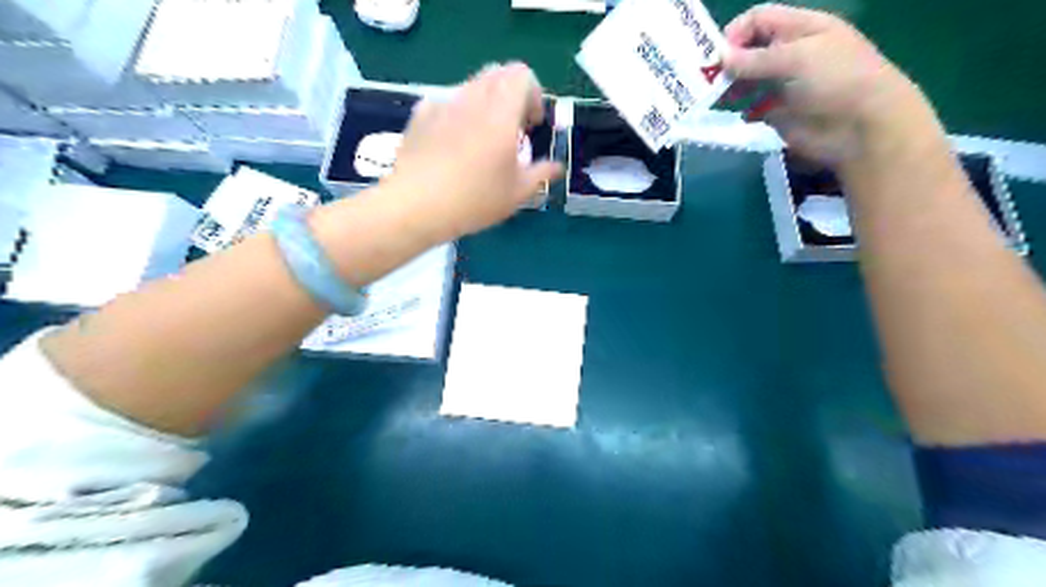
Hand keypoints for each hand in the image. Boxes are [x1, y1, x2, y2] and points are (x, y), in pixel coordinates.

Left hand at [383, 62, 563, 239]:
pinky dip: (457, 113)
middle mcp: (472, 98)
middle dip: (511, 95)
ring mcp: (443, 104)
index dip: (534, 95)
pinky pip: (446, 102)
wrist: (416, 206)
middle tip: (512, 129)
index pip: (522, 75)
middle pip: (497, 74)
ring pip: (471, 86)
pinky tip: (452, 144)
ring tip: (482, 139)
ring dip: (485, 103)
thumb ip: (541, 174)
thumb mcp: (517, 194)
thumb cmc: (474, 200)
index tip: (532, 125)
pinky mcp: (420, 115)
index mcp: (501, 112)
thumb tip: (556, 167)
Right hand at [726, 2, 917, 162]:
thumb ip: (754, 60)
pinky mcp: (780, 112)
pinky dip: (744, 111)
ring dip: (731, 87)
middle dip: (728, 63)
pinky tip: (744, 115)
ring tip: (720, 100)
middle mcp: (790, 53)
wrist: (862, 126)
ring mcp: (784, 84)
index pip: (758, 20)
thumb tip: (719, 59)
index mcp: (800, 29)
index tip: (716, 57)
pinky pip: (753, 108)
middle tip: (708, 82)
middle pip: (749, 50)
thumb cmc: (836, 80)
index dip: (735, 34)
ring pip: (748, 80)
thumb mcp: (796, 59)